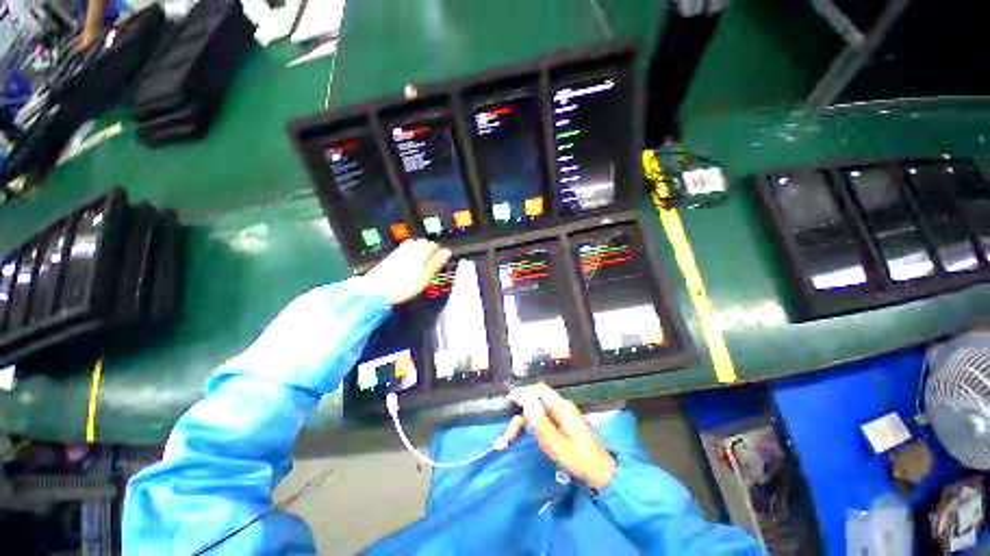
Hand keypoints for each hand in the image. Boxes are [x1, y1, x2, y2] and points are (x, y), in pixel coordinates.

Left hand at [365, 239, 450, 304]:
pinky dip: (409, 256)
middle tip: (432, 263)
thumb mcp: (426, 276)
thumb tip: (447, 251)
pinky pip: (404, 252)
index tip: (442, 261)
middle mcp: (409, 247)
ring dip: (419, 252)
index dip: (440, 253)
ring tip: (422, 264)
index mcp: (421, 250)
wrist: (376, 291)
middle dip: (429, 250)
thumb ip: (436, 262)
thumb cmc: (404, 285)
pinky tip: (409, 266)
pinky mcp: (390, 257)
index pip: (434, 245)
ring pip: (413, 247)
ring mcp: (398, 251)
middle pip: (423, 244)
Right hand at [503, 383, 616, 490]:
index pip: (540, 390)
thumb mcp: (559, 446)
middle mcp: (561, 407)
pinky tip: (542, 446)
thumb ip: (542, 425)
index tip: (509, 401)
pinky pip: (544, 422)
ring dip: (528, 427)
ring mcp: (561, 415)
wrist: (602, 473)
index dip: (523, 392)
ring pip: (538, 414)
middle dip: (520, 417)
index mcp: (562, 408)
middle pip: (535, 403)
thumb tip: (526, 404)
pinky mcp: (561, 423)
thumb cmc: (582, 461)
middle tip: (507, 438)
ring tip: (527, 446)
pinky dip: (537, 432)